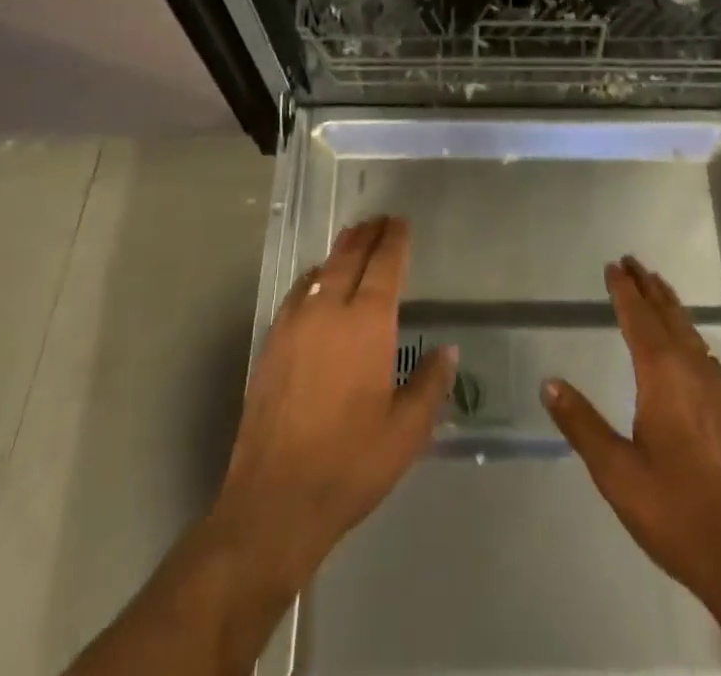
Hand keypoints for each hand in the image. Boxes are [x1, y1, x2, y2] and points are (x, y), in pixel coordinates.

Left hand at [215, 216, 455, 587]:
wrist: (274, 500)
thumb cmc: (350, 464)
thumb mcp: (406, 432)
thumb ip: (430, 384)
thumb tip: (448, 350)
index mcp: (367, 324)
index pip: (384, 265)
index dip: (394, 240)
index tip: (400, 222)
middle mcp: (329, 311)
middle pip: (349, 257)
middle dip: (367, 235)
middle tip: (379, 220)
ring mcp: (294, 324)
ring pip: (321, 271)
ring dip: (340, 251)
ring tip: (353, 239)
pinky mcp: (272, 343)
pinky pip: (298, 293)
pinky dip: (314, 277)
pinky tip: (317, 283)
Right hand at [543, 256, 720, 621]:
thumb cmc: (680, 514)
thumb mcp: (618, 475)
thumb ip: (583, 426)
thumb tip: (549, 383)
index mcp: (664, 377)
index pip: (640, 319)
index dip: (625, 291)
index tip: (614, 265)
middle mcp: (696, 372)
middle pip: (670, 316)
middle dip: (649, 288)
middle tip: (633, 262)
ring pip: (692, 333)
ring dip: (671, 307)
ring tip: (656, 289)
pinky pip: (707, 354)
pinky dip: (689, 334)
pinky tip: (687, 346)